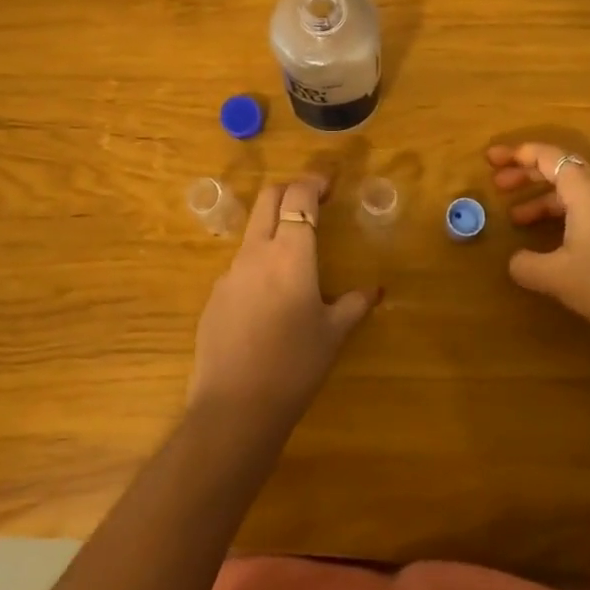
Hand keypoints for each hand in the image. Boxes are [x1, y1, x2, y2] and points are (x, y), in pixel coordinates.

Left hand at [189, 175, 379, 430]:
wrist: (235, 407)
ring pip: (252, 232)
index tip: (328, 184)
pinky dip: (259, 263)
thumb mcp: (333, 335)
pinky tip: (270, 298)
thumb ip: (353, 305)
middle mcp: (256, 253)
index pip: (298, 197)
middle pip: (268, 199)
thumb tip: (375, 290)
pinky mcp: (215, 296)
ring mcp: (230, 273)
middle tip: (311, 200)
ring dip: (273, 227)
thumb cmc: (295, 366)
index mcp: (289, 253)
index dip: (313, 183)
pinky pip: (240, 266)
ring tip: (295, 253)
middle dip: (290, 190)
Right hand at [486, 142, 589, 346]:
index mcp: (585, 190)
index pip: (546, 156)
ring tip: (516, 218)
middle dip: (526, 175)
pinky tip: (549, 239)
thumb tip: (514, 261)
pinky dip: (560, 214)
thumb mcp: (558, 276)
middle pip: (560, 169)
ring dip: (542, 198)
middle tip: (497, 185)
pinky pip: (585, 209)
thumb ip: (527, 265)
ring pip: (573, 192)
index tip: (490, 160)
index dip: (516, 155)